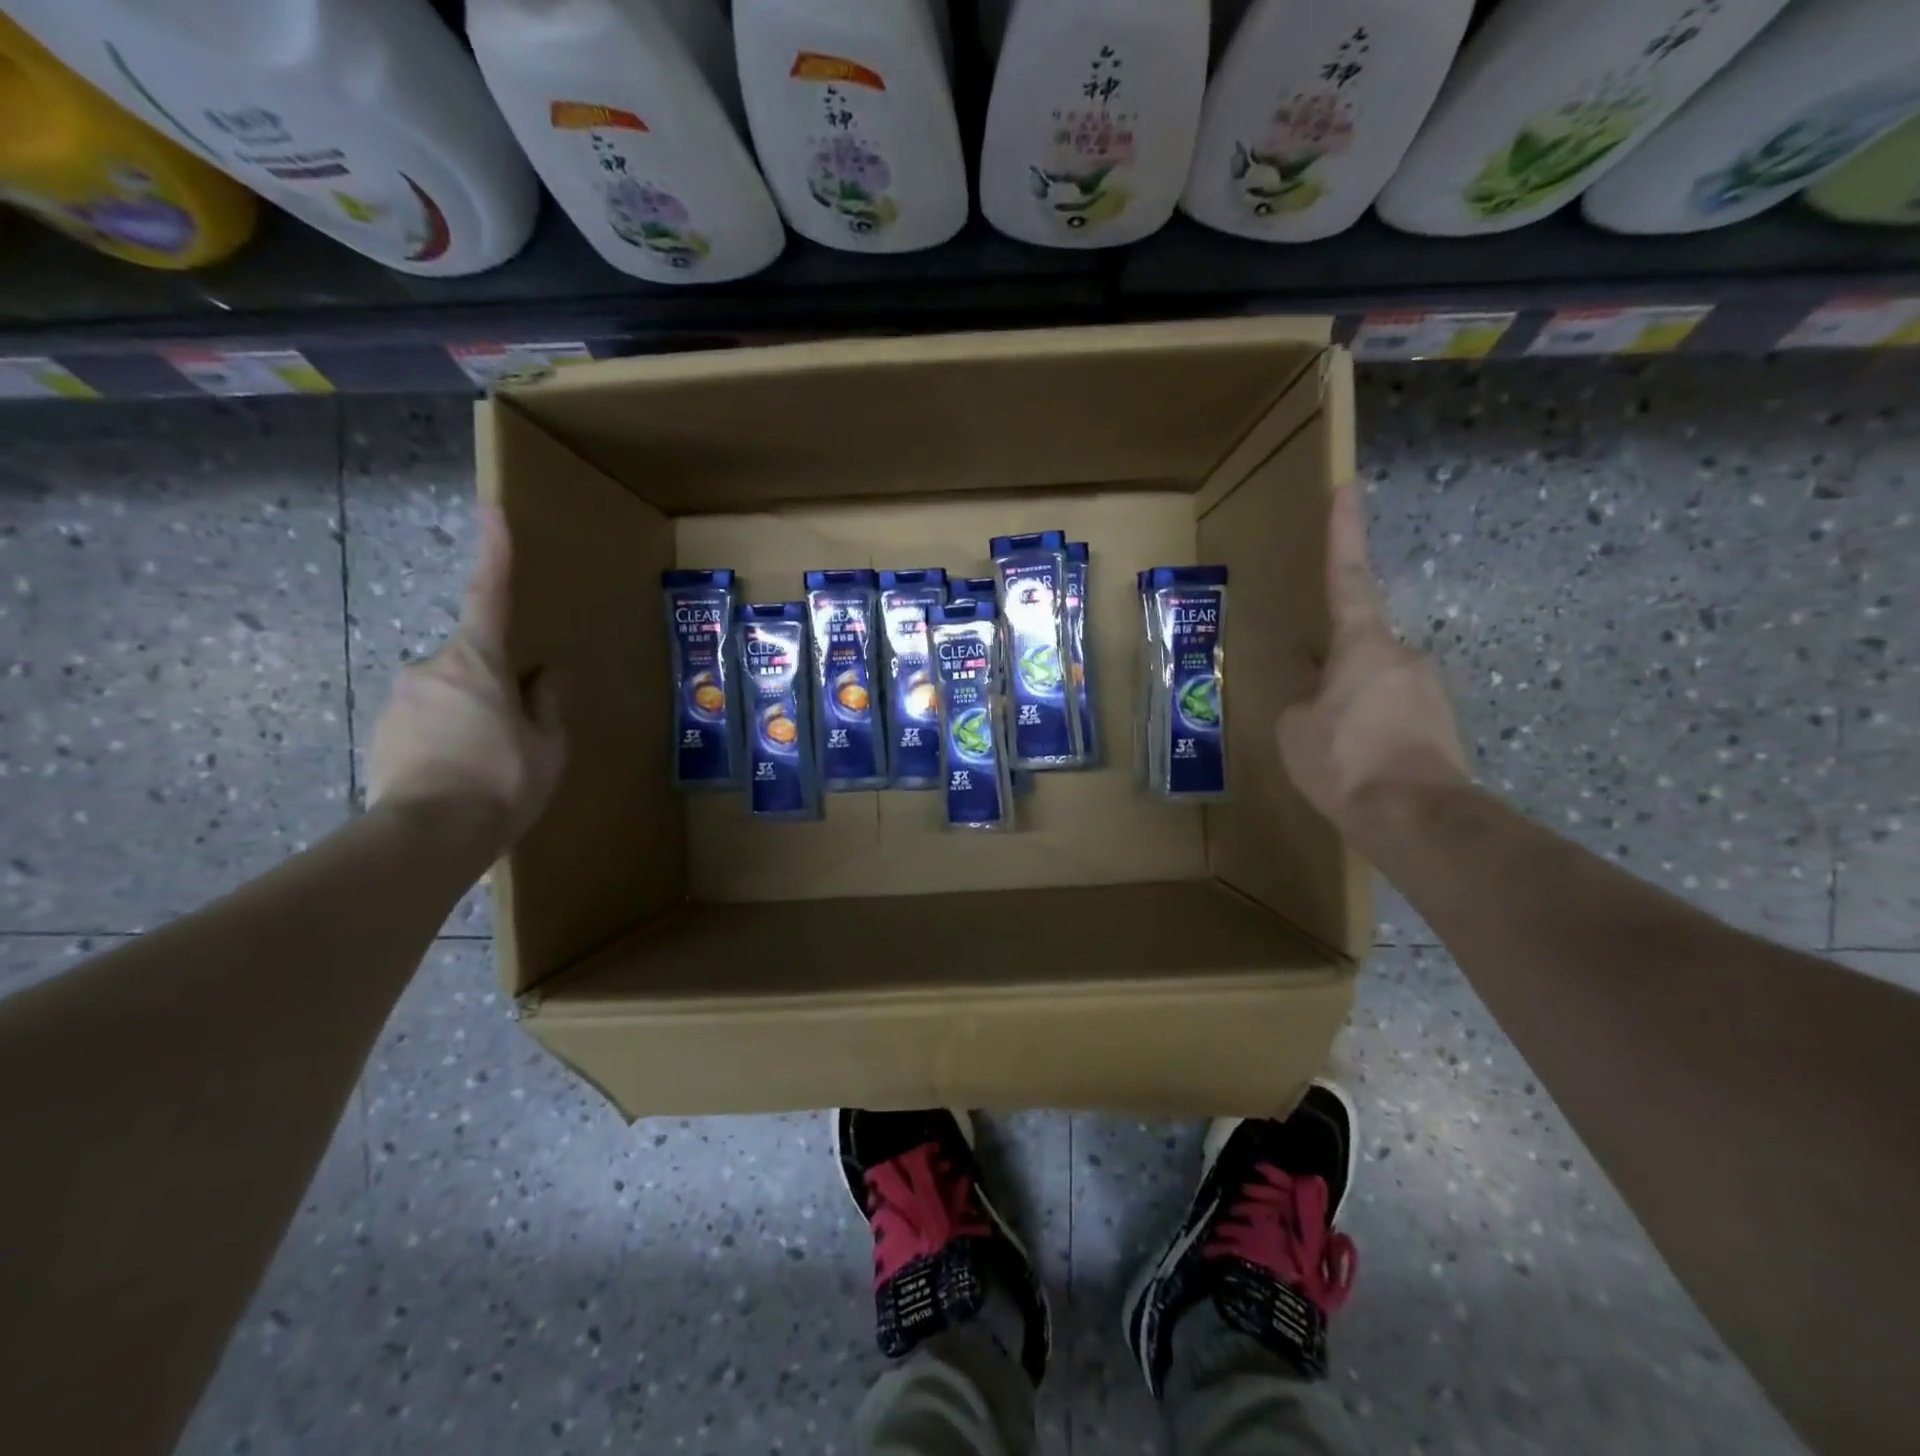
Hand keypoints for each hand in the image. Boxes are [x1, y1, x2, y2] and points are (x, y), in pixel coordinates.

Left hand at [366, 505, 565, 853]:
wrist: (427, 838)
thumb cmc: (502, 781)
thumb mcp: (548, 744)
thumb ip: (548, 701)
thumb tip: (546, 673)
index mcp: (477, 662)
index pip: (489, 595)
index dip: (495, 552)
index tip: (492, 510)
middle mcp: (430, 668)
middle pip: (474, 660)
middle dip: (498, 685)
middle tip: (521, 732)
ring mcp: (400, 700)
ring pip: (451, 694)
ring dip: (475, 716)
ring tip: (493, 765)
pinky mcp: (382, 732)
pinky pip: (429, 721)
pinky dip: (450, 738)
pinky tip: (464, 776)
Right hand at [1279, 481, 1468, 841]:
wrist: (1416, 818)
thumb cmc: (1345, 761)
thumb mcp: (1293, 731)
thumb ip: (1300, 702)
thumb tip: (1316, 700)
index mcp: (1363, 644)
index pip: (1347, 576)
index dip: (1345, 531)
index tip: (1348, 486)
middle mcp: (1405, 655)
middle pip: (1361, 647)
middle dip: (1335, 672)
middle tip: (1314, 711)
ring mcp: (1430, 689)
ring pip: (1376, 685)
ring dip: (1352, 707)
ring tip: (1334, 749)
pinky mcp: (1444, 724)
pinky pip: (1395, 714)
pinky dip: (1372, 730)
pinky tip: (1358, 762)